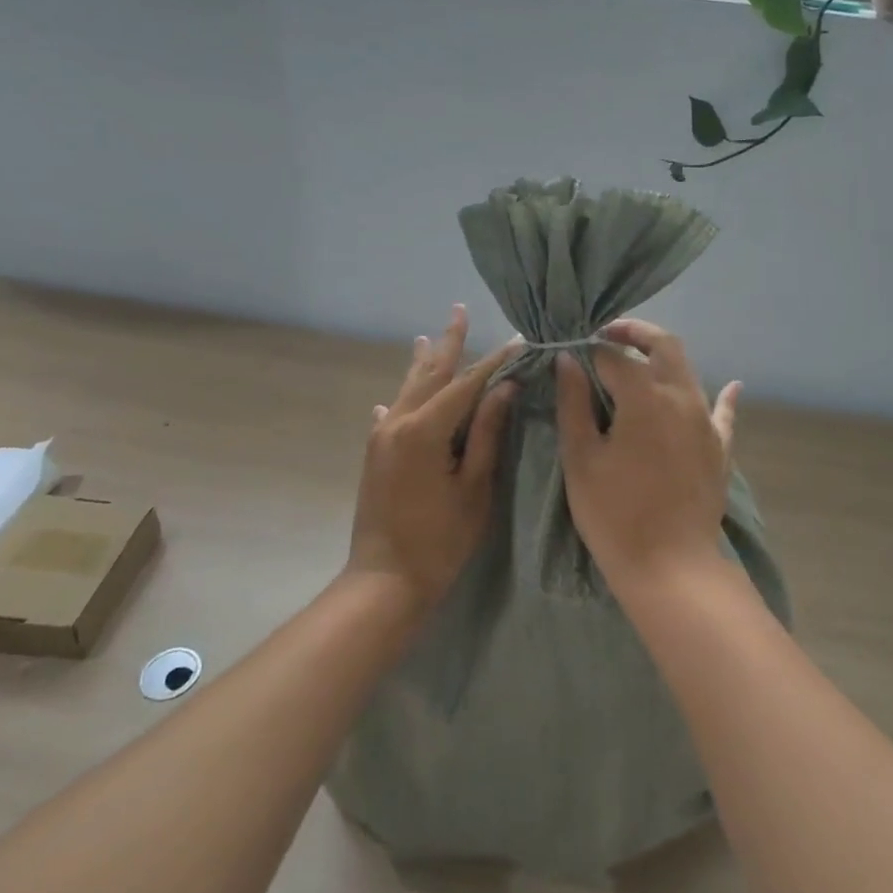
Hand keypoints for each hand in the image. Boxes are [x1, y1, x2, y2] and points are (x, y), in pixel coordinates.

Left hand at [347, 304, 519, 609]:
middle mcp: (396, 423)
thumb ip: (486, 434)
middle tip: (459, 311)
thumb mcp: (474, 487)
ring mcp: (380, 438)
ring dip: (422, 364)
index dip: (493, 361)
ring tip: (427, 337)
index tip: (517, 341)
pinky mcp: (374, 454)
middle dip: (448, 343)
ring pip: (406, 390)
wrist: (384, 581)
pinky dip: (402, 399)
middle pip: (429, 375)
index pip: (465, 384)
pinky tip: (394, 397)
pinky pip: (391, 414)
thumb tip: (504, 389)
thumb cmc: (439, 539)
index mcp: (424, 430)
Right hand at [555, 318, 739, 590]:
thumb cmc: (614, 514)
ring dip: (663, 359)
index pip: (613, 357)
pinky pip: (723, 412)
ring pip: (688, 372)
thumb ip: (573, 403)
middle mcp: (681, 396)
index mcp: (644, 395)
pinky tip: (733, 386)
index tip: (570, 355)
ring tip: (638, 362)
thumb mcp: (581, 458)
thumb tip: (568, 360)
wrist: (670, 565)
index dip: (588, 351)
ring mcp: (706, 421)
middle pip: (663, 346)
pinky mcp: (720, 447)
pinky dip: (724, 396)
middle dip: (635, 333)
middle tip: (607, 335)